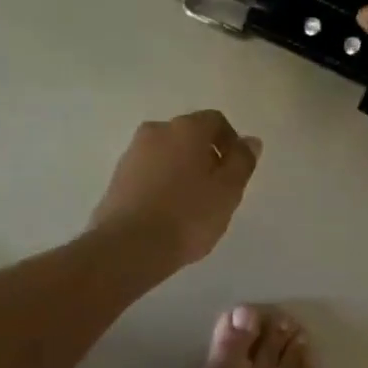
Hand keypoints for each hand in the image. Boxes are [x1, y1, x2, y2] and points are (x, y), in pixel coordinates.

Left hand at [90, 110, 261, 268]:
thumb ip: (242, 161)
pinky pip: (149, 173)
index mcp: (186, 128)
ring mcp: (132, 153)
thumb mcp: (228, 190)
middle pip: (189, 136)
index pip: (216, 121)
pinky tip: (168, 212)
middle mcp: (156, 131)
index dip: (231, 142)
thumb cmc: (188, 216)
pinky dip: (162, 184)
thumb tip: (250, 141)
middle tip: (217, 190)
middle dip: (206, 156)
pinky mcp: (117, 178)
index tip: (236, 171)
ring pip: (167, 154)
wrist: (129, 246)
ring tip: (192, 205)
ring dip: (182, 171)